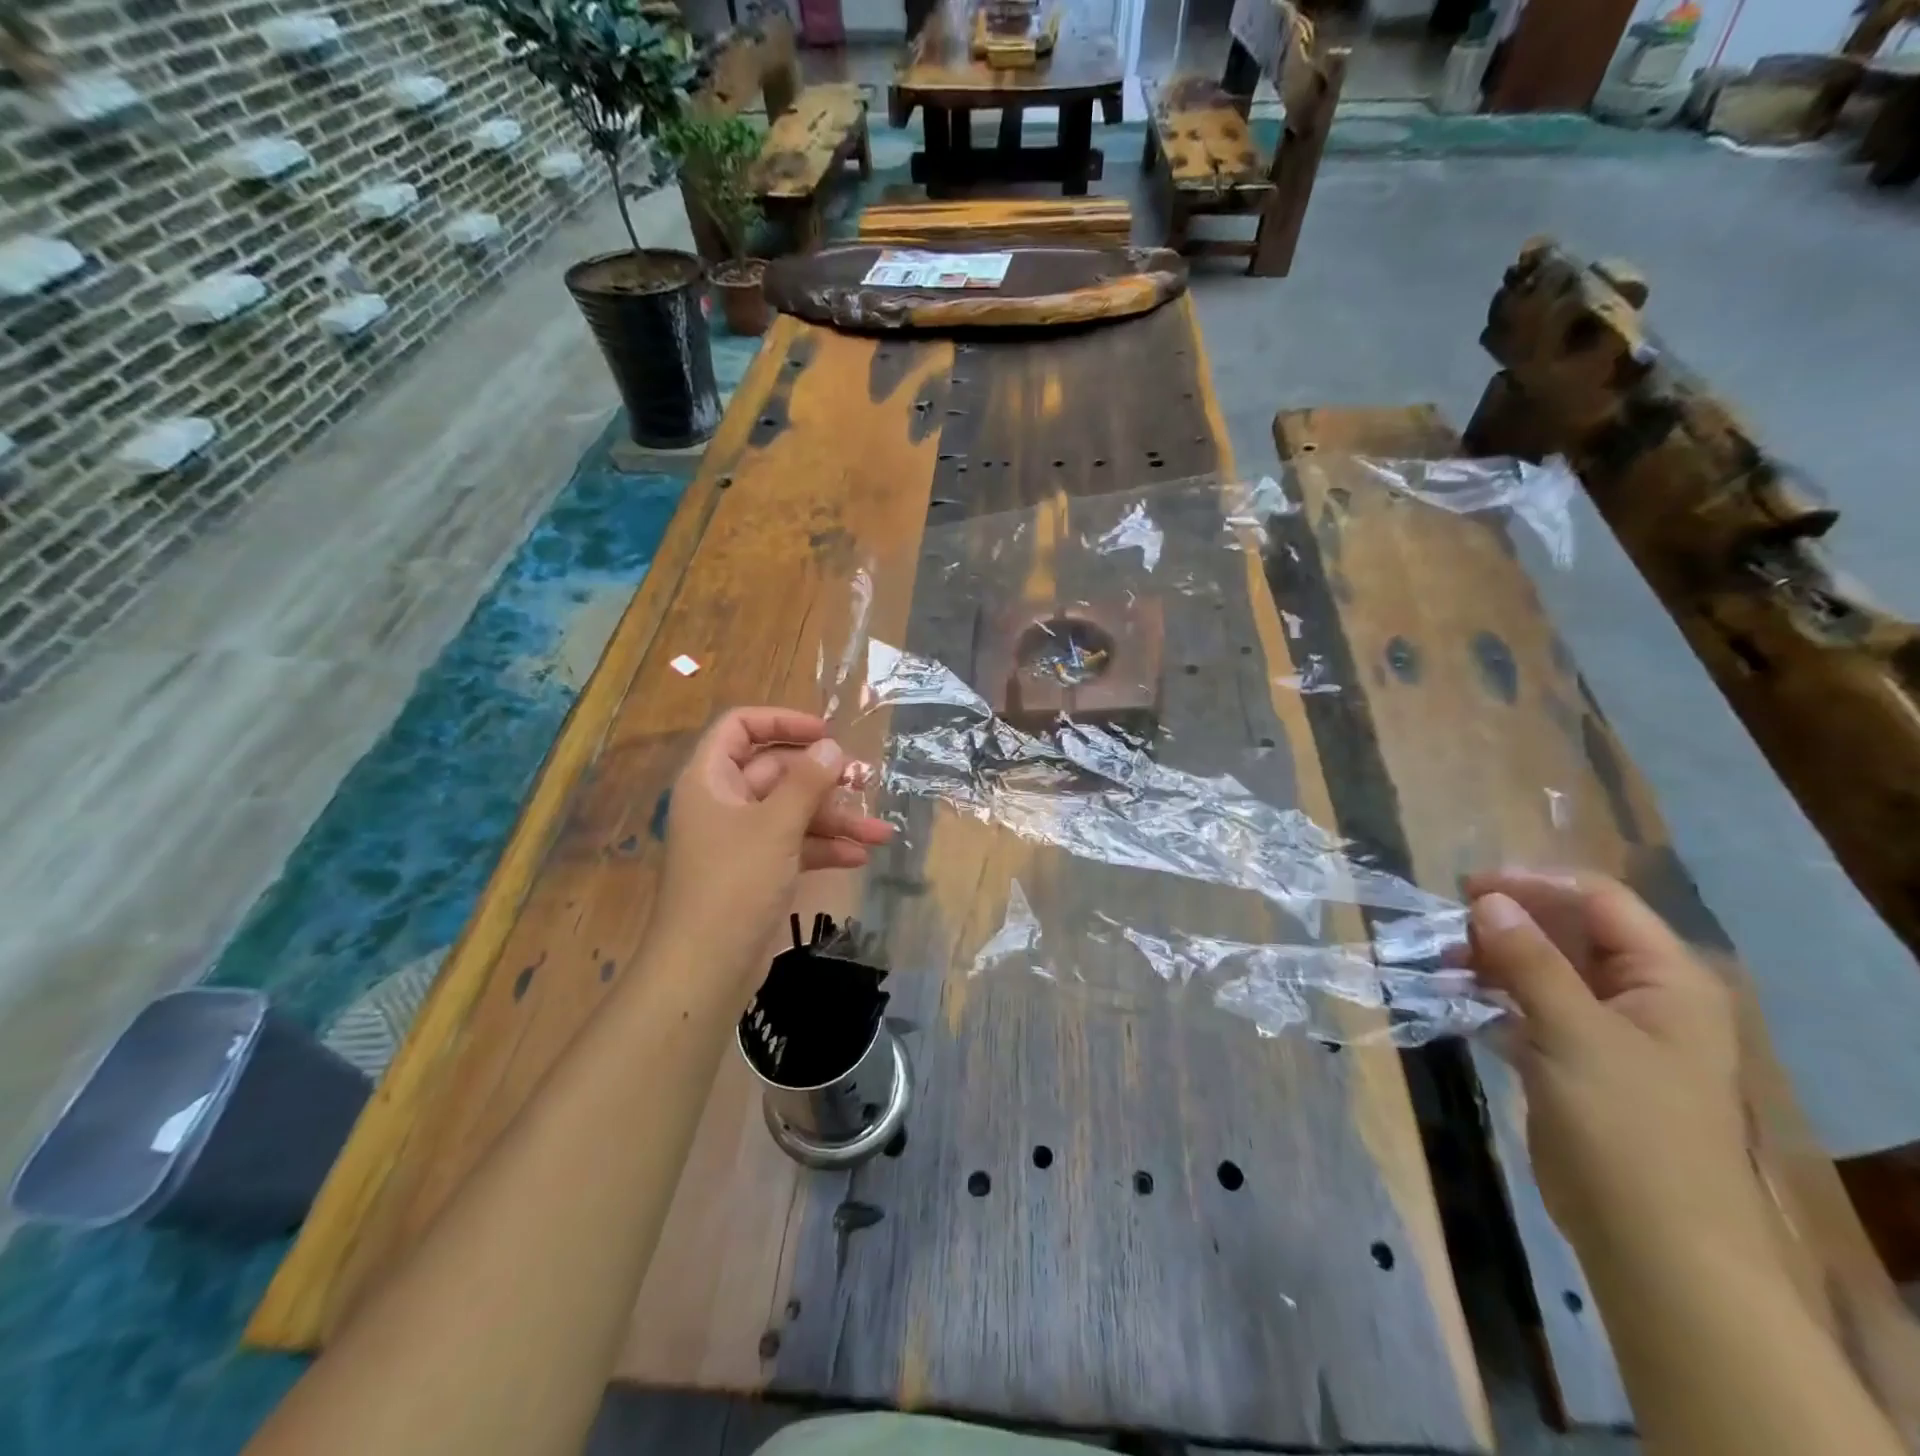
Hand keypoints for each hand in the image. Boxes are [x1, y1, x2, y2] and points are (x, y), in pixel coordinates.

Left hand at [653, 708, 892, 984]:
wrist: (706, 968)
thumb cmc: (734, 883)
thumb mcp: (776, 826)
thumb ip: (807, 782)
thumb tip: (832, 746)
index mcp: (710, 779)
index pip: (740, 727)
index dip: (782, 721)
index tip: (826, 732)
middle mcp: (722, 802)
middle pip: (776, 771)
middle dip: (823, 780)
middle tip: (865, 782)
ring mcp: (739, 839)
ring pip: (791, 812)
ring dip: (834, 820)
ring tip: (881, 833)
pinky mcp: (756, 871)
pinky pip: (793, 845)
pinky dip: (823, 848)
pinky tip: (858, 857)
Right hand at [1464, 870, 1769, 1264]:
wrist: (1653, 1243)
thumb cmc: (1628, 1127)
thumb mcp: (1575, 1032)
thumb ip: (1529, 960)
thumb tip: (1487, 900)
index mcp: (1666, 980)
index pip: (1599, 901)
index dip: (1535, 885)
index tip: (1467, 888)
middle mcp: (1641, 996)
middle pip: (1568, 932)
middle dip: (1506, 922)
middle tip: (1446, 926)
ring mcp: (1607, 1031)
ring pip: (1543, 970)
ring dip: (1492, 959)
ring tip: (1440, 963)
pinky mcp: (1574, 1062)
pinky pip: (1529, 1008)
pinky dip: (1492, 997)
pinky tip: (1453, 996)